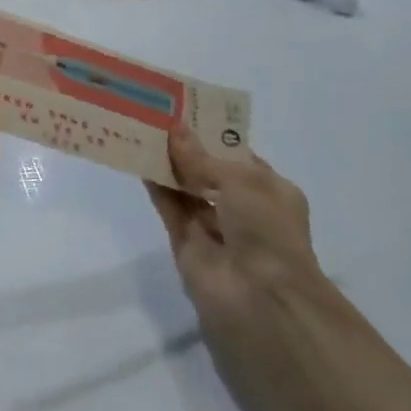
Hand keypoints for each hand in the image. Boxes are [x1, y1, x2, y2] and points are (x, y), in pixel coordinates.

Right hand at [146, 131, 321, 402]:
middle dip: (188, 150)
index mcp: (271, 193)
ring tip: (141, 133)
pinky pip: (171, 209)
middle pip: (210, 173)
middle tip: (157, 118)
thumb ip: (202, 158)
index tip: (186, 112)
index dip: (214, 136)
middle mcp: (245, 211)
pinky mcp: (188, 247)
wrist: (259, 299)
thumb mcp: (240, 181)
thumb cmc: (266, 230)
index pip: (240, 158)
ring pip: (188, 191)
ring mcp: (215, 230)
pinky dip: (157, 188)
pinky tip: (139, 161)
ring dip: (169, 166)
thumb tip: (174, 130)